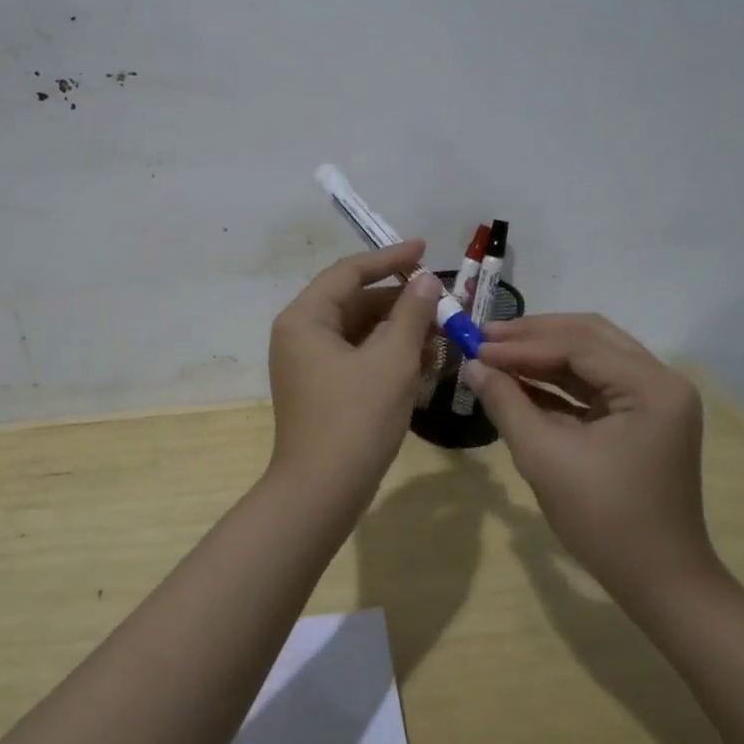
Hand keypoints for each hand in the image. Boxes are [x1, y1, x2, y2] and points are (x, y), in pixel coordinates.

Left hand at [267, 243, 442, 502]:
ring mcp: (309, 364)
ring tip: (441, 335)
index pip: (349, 273)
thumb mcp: (392, 360)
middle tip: (442, 303)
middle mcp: (300, 335)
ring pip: (360, 332)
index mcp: (305, 319)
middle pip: (355, 302)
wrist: (322, 493)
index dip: (389, 258)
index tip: (425, 249)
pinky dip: (389, 356)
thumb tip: (426, 279)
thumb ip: (411, 314)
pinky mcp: (322, 389)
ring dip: (399, 331)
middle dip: (400, 302)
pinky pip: (358, 358)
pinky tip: (423, 364)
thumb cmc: (355, 419)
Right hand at [462, 314, 712, 597]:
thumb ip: (506, 403)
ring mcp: (654, 399)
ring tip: (494, 352)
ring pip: (591, 356)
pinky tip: (518, 380)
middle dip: (534, 336)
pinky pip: (595, 384)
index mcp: (651, 387)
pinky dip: (557, 380)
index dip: (521, 345)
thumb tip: (472, 365)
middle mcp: (660, 381)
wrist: (660, 583)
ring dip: (543, 354)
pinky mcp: (642, 418)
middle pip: (589, 337)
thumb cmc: (605, 520)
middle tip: (484, 337)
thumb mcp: (545, 457)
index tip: (475, 347)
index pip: (578, 346)